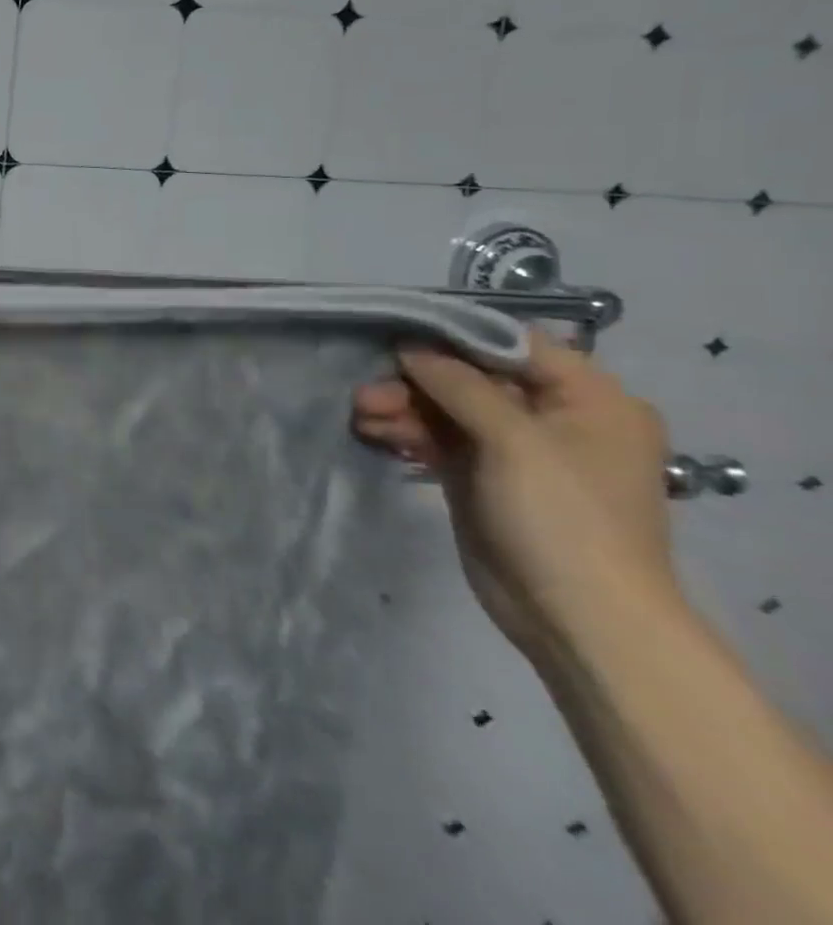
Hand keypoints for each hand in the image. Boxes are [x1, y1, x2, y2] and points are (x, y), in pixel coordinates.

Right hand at [352, 330, 677, 663]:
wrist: (579, 620)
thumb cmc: (564, 517)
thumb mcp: (514, 440)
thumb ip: (460, 384)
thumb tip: (411, 346)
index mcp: (589, 398)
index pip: (513, 344)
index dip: (454, 334)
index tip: (396, 330)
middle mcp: (554, 416)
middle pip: (471, 377)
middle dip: (416, 381)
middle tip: (368, 390)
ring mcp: (517, 449)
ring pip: (448, 408)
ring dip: (404, 407)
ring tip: (362, 414)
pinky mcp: (483, 476)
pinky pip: (440, 438)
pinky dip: (407, 432)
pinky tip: (372, 433)